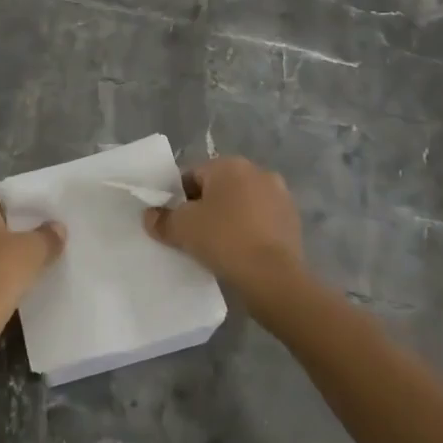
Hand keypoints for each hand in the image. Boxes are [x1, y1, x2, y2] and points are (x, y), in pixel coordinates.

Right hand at [143, 158, 306, 308]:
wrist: (273, 277)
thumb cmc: (223, 239)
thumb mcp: (181, 229)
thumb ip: (161, 219)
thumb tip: (149, 216)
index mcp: (230, 164)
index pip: (193, 175)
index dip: (179, 199)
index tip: (175, 222)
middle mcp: (258, 172)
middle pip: (219, 188)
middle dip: (206, 207)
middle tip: (194, 235)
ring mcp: (280, 196)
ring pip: (242, 204)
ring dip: (230, 218)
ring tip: (218, 247)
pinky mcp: (293, 221)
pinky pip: (261, 221)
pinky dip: (249, 232)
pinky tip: (240, 253)